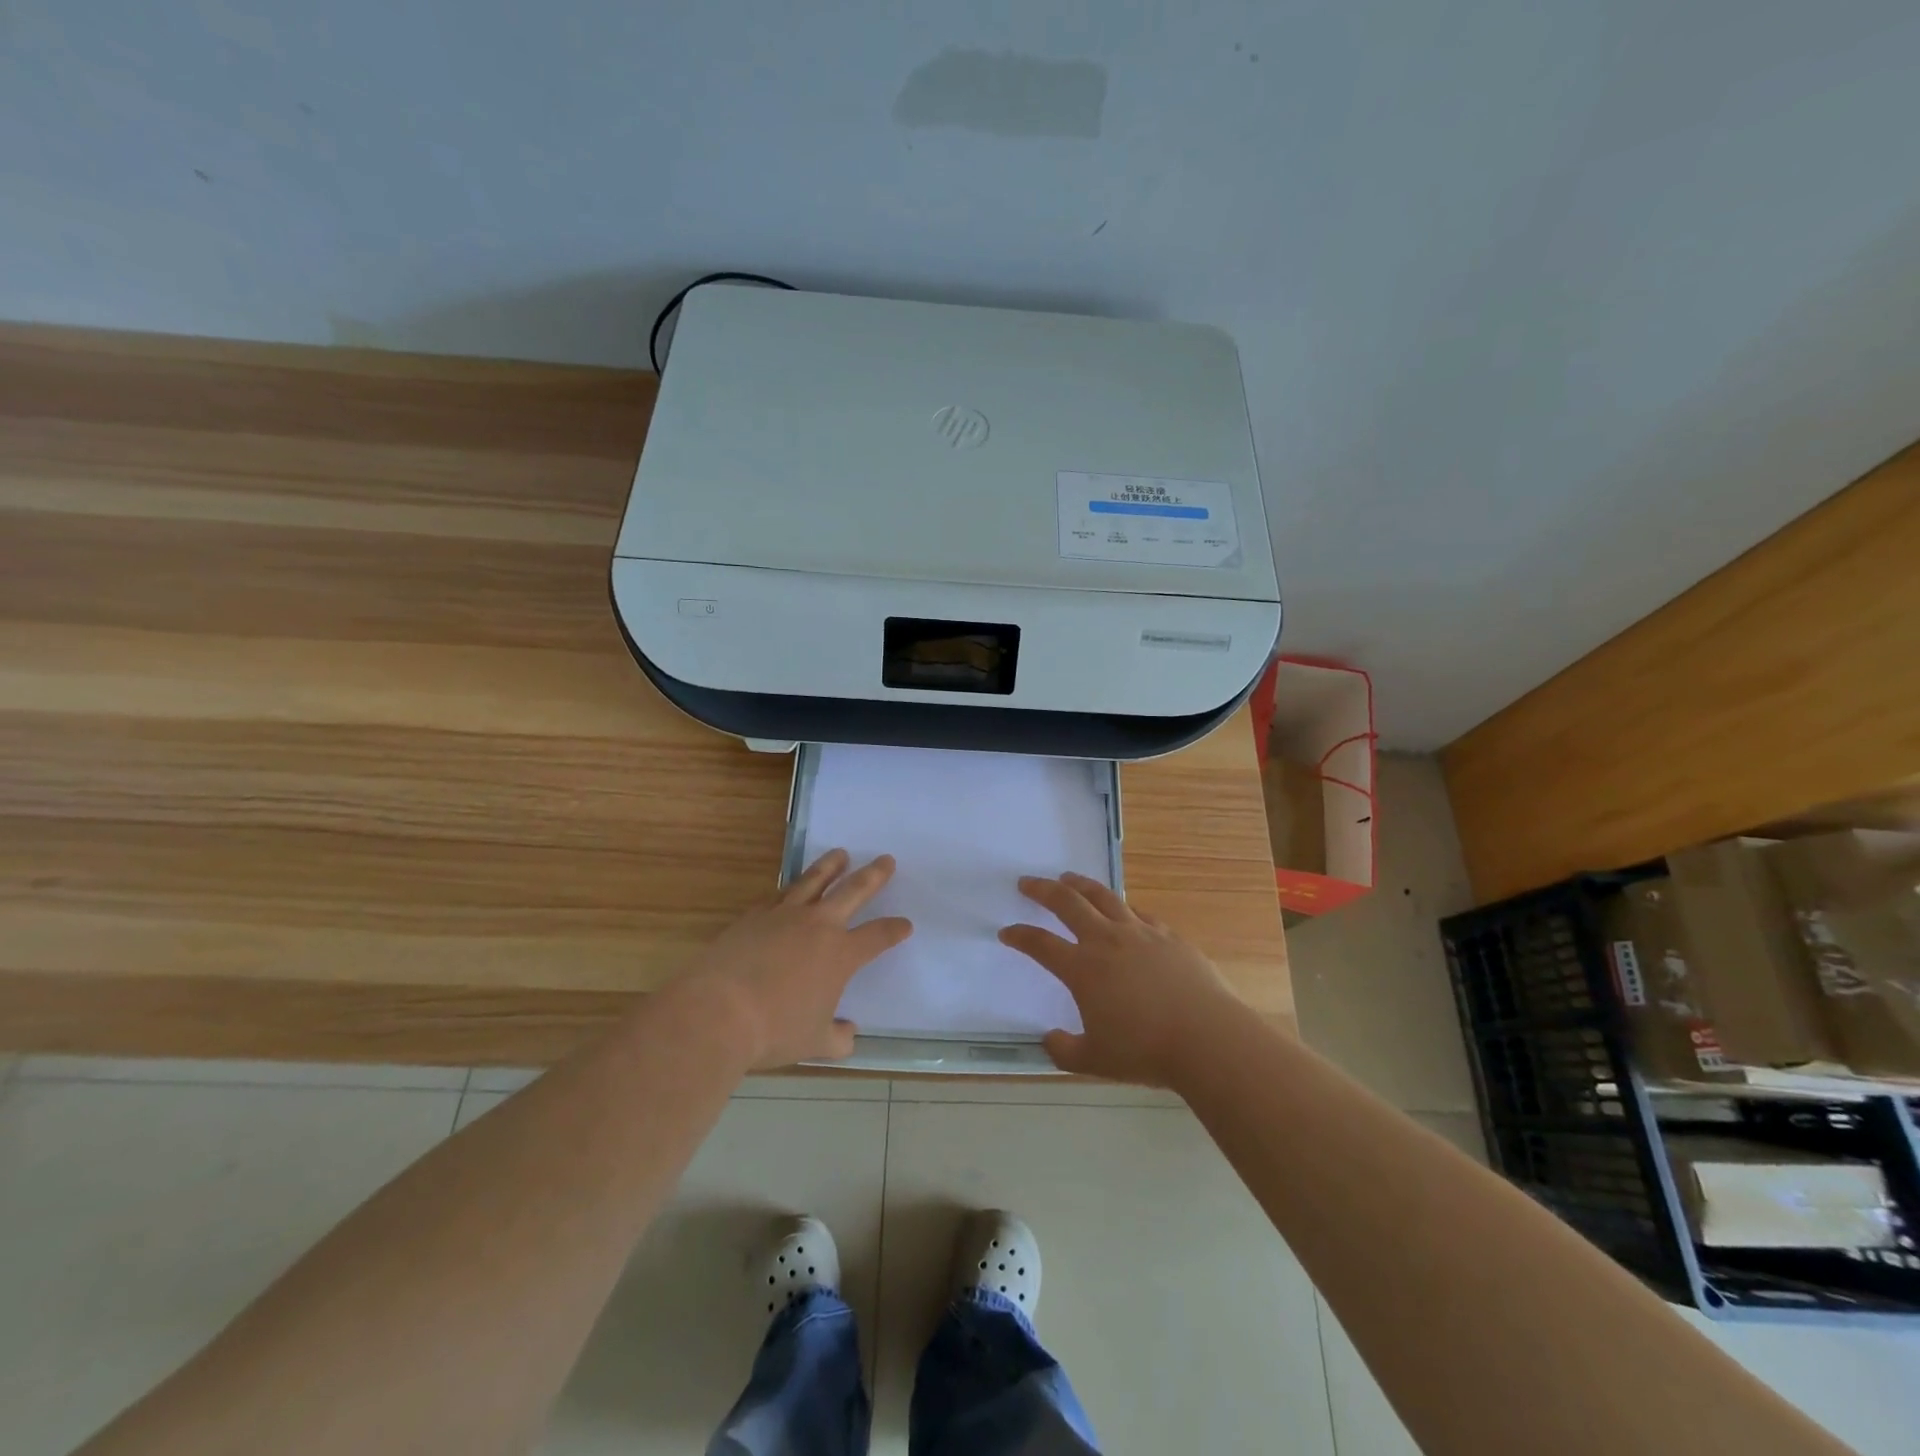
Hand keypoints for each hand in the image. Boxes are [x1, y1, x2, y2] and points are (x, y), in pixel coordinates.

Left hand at [676, 849, 912, 1069]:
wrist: (719, 1011)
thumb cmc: (774, 1030)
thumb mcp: (814, 1043)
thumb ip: (837, 1038)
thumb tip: (849, 1035)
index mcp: (841, 955)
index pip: (878, 936)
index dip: (894, 929)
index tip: (905, 925)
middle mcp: (817, 926)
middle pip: (852, 891)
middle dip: (873, 876)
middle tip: (885, 859)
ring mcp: (783, 916)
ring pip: (813, 881)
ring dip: (830, 866)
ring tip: (840, 854)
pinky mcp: (753, 916)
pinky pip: (778, 896)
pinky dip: (789, 889)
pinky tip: (790, 888)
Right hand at [999, 873, 1242, 1086]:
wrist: (1207, 1038)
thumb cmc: (1145, 1051)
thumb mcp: (1095, 1061)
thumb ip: (1064, 1051)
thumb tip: (1049, 1039)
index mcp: (1083, 968)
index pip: (1041, 944)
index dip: (1020, 936)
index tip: (1007, 932)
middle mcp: (1107, 941)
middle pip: (1068, 903)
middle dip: (1043, 890)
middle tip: (1027, 882)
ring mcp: (1140, 933)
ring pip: (1103, 897)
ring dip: (1081, 884)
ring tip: (1068, 878)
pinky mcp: (1169, 936)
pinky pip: (1139, 913)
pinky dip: (1122, 907)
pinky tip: (1122, 910)